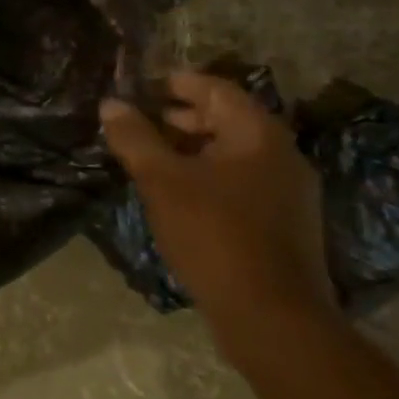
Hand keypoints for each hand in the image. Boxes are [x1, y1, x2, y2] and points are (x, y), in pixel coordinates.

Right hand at [101, 72, 336, 363]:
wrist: (272, 316)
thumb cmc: (215, 234)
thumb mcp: (163, 181)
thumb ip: (135, 138)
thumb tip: (110, 104)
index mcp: (259, 134)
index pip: (216, 89)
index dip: (177, 82)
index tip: (142, 86)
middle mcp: (282, 154)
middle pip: (227, 119)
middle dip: (181, 117)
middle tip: (141, 122)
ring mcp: (289, 192)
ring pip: (233, 154)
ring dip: (192, 149)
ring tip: (152, 159)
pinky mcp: (284, 224)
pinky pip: (241, 182)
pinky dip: (208, 176)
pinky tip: (179, 196)